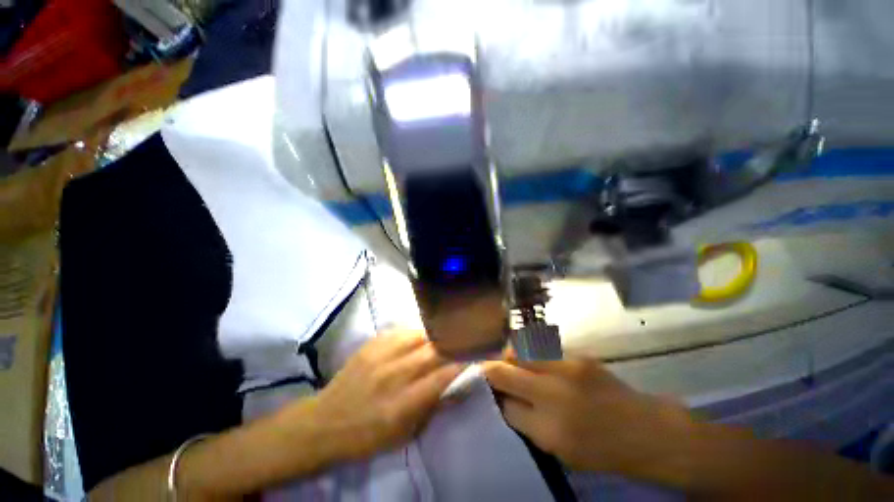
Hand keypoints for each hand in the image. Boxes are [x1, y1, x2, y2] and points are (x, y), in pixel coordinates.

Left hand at [307, 331, 463, 460]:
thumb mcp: (404, 435)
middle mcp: (393, 375)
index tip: (476, 356)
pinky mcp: (371, 345)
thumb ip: (432, 406)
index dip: (462, 363)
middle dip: (453, 345)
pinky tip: (420, 336)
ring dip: (436, 336)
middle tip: (464, 341)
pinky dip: (416, 333)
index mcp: (402, 404)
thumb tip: (456, 384)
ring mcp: (380, 356)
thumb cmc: (367, 436)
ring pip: (419, 335)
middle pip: (433, 351)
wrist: (325, 422)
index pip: (442, 376)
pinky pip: (401, 330)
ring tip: (444, 336)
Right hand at [483, 357, 693, 479]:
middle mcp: (552, 394)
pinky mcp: (578, 355)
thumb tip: (504, 400)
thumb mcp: (561, 452)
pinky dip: (531, 352)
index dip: (493, 397)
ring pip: (518, 351)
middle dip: (490, 370)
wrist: (646, 430)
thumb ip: (528, 424)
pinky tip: (536, 361)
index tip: (489, 392)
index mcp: (549, 429)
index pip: (503, 403)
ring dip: (510, 356)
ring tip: (512, 362)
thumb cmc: (603, 450)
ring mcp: (566, 368)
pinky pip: (541, 348)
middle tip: (490, 372)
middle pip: (503, 370)